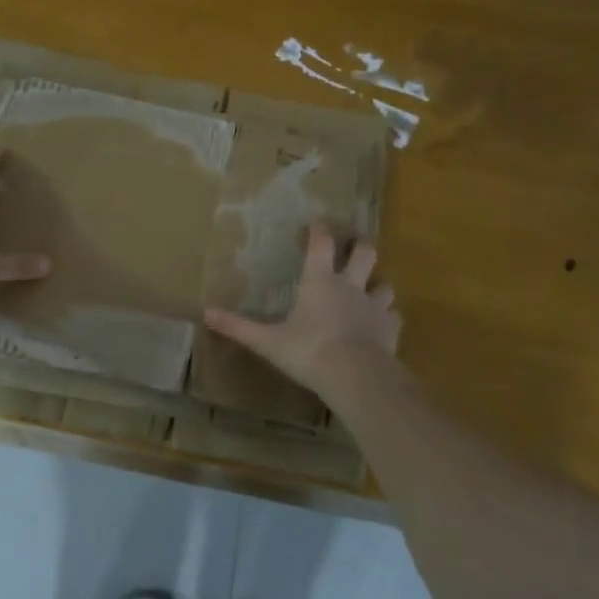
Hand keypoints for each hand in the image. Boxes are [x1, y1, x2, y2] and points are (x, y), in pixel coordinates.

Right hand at [203, 224, 399, 397]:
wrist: (356, 376)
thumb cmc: (309, 351)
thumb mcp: (268, 341)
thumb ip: (239, 327)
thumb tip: (205, 314)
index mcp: (320, 282)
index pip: (321, 245)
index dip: (319, 231)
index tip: (318, 223)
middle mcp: (350, 287)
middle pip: (365, 253)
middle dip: (361, 246)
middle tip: (357, 245)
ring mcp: (375, 307)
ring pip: (384, 285)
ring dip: (378, 285)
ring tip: (372, 289)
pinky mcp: (391, 329)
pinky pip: (393, 317)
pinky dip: (388, 318)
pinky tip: (382, 325)